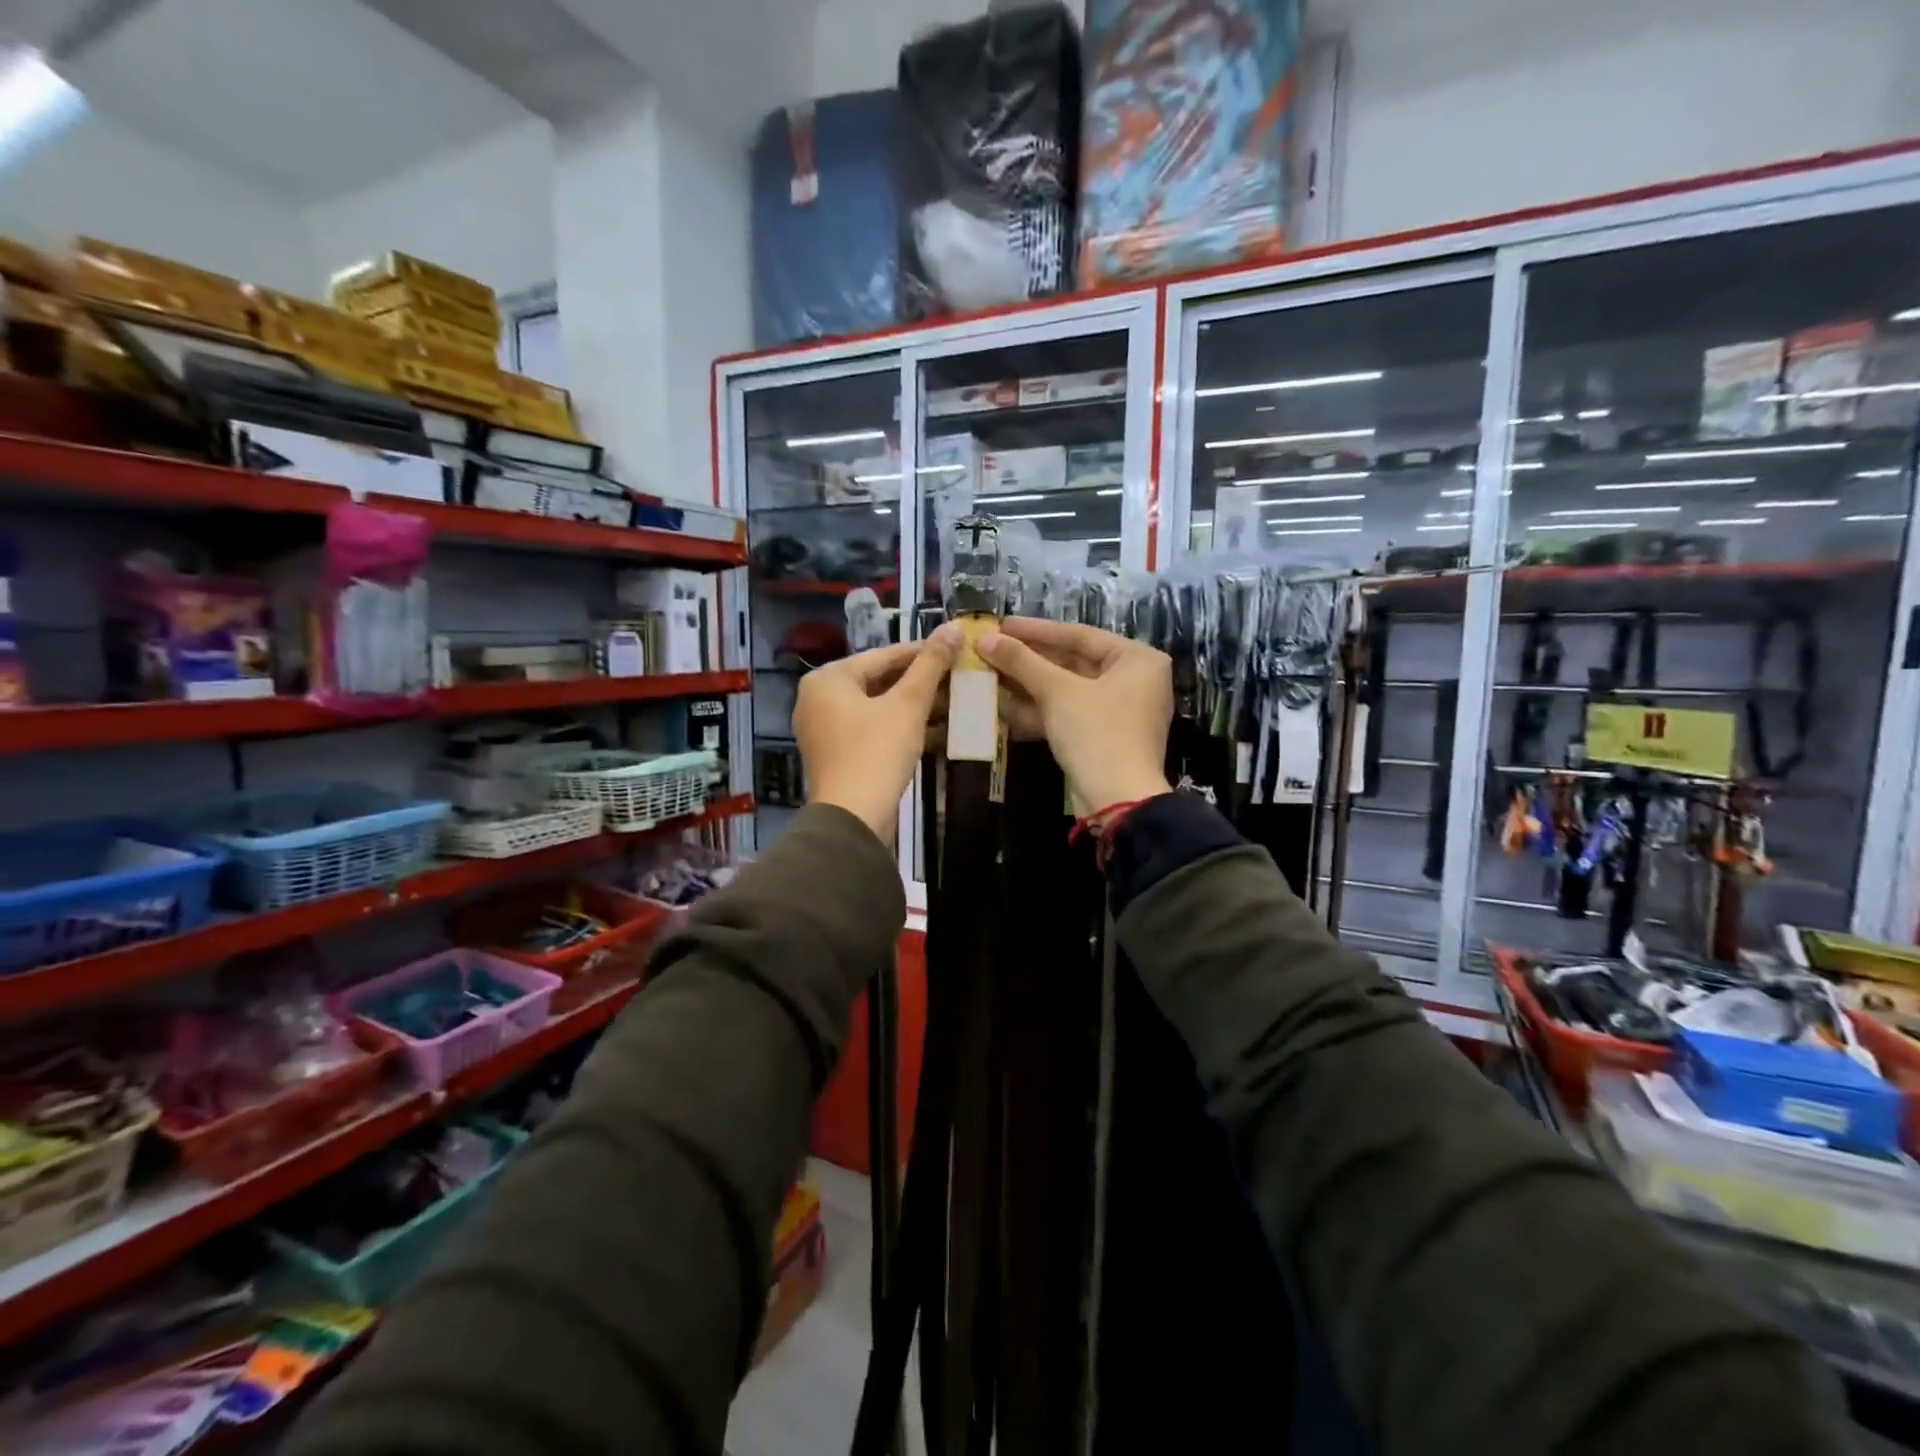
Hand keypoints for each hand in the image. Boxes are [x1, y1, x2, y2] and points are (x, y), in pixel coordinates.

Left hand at [795, 635, 957, 838]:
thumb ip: (930, 665)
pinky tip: (937, 730)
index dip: (924, 652)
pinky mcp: (838, 754)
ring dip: (916, 706)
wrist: (853, 818)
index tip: (956, 649)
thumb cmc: (877, 752)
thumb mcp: (908, 704)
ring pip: (879, 707)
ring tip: (955, 703)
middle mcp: (819, 698)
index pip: (884, 655)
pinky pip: (873, 729)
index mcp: (829, 678)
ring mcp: (826, 729)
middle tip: (959, 678)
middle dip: (921, 682)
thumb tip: (953, 628)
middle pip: (880, 681)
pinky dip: (901, 727)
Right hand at [975, 619, 1172, 815]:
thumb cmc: (1096, 733)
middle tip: (992, 650)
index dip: (1035, 630)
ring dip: (1029, 685)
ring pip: (1068, 690)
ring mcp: (1120, 711)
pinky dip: (1040, 710)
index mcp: (1137, 659)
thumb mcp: (1057, 692)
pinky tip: (1003, 706)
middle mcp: (1135, 680)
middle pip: (1073, 662)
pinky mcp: (1105, 737)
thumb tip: (985, 638)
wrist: (1118, 801)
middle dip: (1029, 660)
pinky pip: (1070, 713)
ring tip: (989, 675)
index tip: (1001, 625)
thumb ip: (1021, 662)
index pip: (1079, 635)